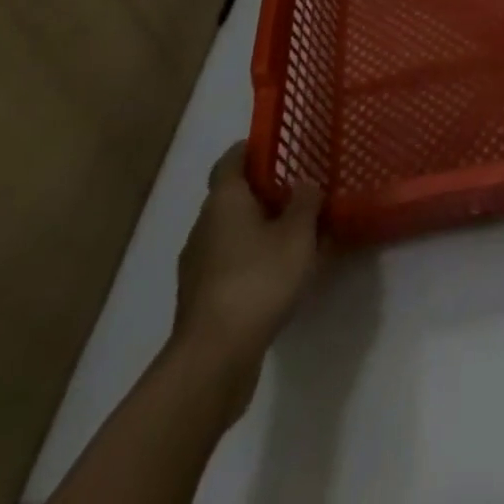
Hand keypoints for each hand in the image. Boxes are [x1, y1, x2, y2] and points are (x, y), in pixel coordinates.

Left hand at [170, 141, 322, 409]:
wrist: (214, 357)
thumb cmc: (258, 279)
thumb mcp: (298, 233)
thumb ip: (305, 202)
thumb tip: (304, 183)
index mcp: (224, 200)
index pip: (231, 160)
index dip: (252, 149)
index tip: (277, 146)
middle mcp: (204, 225)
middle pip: (232, 196)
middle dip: (262, 192)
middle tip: (298, 190)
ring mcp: (197, 264)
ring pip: (230, 232)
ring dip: (257, 229)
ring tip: (294, 234)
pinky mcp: (200, 298)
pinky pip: (229, 263)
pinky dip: (250, 259)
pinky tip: (277, 273)